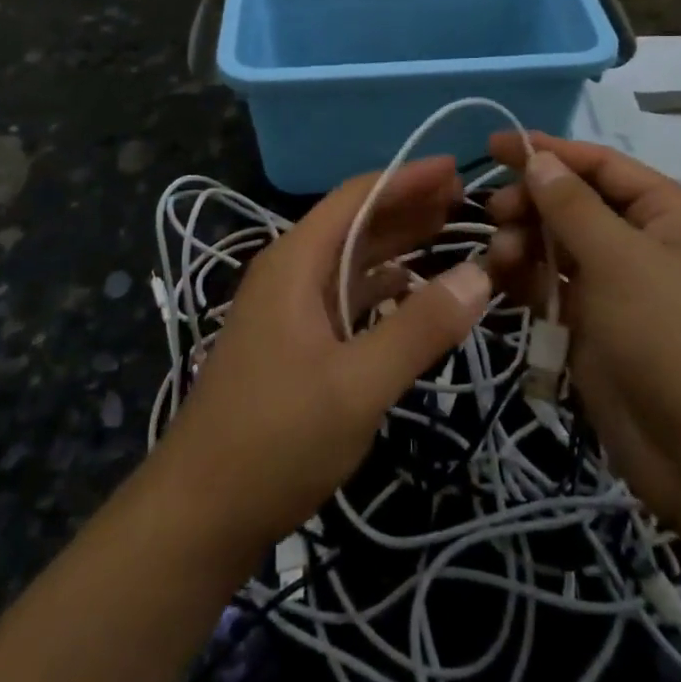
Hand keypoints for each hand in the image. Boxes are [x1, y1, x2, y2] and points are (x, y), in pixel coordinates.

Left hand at [154, 156, 491, 551]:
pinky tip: (412, 292)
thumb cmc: (276, 439)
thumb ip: (419, 327)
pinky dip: (382, 287)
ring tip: (450, 235)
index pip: (356, 197)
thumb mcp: (358, 385)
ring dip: (397, 245)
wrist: (201, 512)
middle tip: (467, 202)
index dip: (406, 178)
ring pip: (351, 261)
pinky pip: (345, 297)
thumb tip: (479, 273)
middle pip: (355, 223)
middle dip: (407, 207)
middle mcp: (290, 273)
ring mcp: (288, 309)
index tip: (457, 169)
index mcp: (296, 262)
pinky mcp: (294, 343)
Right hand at [484, 134, 680, 519]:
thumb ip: (571, 206)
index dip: (550, 151)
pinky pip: (553, 288)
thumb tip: (538, 159)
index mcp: (669, 214)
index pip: (602, 166)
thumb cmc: (672, 337)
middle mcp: (645, 243)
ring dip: (524, 244)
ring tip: (500, 258)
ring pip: (558, 247)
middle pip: (575, 205)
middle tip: (495, 214)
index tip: (496, 146)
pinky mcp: (596, 327)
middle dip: (532, 204)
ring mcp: (620, 288)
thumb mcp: (620, 260)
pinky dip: (526, 280)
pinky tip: (499, 281)